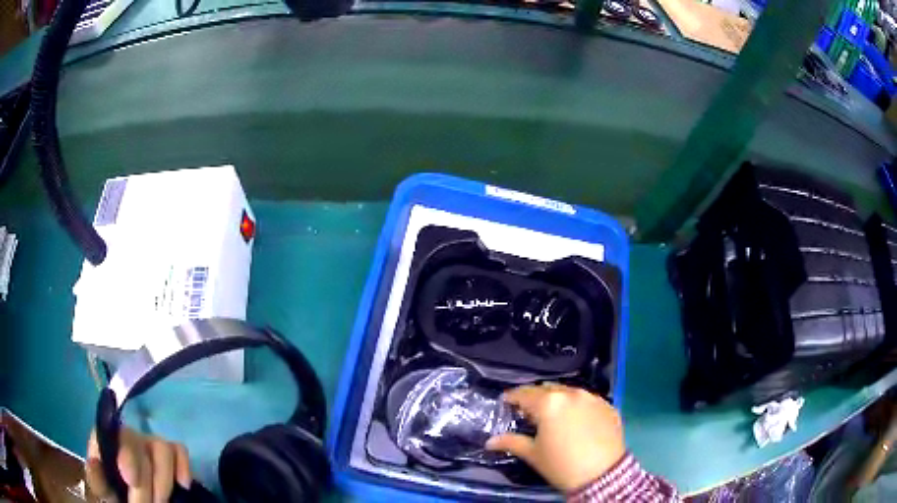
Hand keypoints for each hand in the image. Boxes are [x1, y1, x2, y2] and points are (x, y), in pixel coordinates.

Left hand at [86, 428, 191, 502]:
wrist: (131, 497)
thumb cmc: (114, 491)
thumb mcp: (102, 488)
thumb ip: (97, 478)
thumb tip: (93, 462)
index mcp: (108, 438)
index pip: (119, 437)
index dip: (127, 457)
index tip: (131, 481)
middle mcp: (130, 435)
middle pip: (143, 450)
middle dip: (146, 486)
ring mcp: (152, 443)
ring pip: (163, 450)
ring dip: (163, 481)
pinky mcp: (172, 453)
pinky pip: (180, 451)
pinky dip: (183, 466)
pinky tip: (183, 486)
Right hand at [486, 383, 625, 492]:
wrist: (603, 475)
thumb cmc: (562, 465)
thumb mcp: (533, 455)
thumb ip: (511, 442)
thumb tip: (490, 441)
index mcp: (549, 403)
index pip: (524, 394)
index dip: (512, 397)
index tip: (506, 401)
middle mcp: (571, 394)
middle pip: (547, 389)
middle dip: (536, 398)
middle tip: (529, 412)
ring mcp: (593, 398)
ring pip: (569, 392)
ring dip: (558, 400)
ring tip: (554, 416)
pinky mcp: (608, 406)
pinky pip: (588, 401)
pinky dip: (578, 407)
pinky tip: (577, 423)